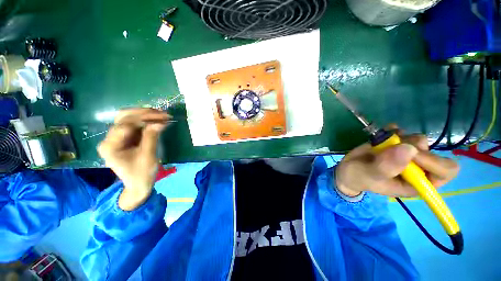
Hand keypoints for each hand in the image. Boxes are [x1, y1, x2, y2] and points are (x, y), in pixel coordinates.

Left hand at [97, 108, 170, 209]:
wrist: (138, 184)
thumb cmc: (142, 173)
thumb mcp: (148, 156)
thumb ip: (151, 138)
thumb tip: (160, 122)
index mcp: (110, 146)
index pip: (125, 125)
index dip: (144, 119)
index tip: (163, 118)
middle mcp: (110, 138)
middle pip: (124, 117)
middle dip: (144, 114)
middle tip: (163, 114)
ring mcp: (117, 137)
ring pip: (129, 118)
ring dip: (145, 115)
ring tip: (162, 115)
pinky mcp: (126, 137)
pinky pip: (134, 124)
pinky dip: (146, 120)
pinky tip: (157, 119)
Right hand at [335, 125, 459, 197]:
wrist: (347, 169)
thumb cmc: (358, 177)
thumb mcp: (369, 176)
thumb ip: (386, 167)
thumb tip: (409, 149)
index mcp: (417, 183)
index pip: (445, 171)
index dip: (433, 162)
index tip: (410, 156)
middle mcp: (418, 168)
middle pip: (432, 152)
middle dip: (412, 148)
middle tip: (391, 148)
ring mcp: (407, 154)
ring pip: (418, 140)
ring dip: (400, 139)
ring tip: (381, 144)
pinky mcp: (396, 144)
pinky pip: (402, 132)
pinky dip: (392, 131)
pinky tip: (381, 135)